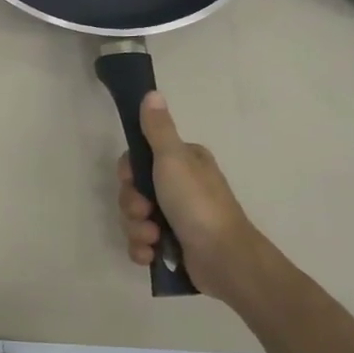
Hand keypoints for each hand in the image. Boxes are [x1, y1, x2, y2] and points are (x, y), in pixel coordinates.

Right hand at [117, 91, 265, 302]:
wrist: (225, 259)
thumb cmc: (198, 204)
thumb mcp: (173, 159)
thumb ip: (158, 129)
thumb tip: (151, 93)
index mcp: (183, 163)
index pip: (138, 160)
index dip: (128, 173)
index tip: (131, 180)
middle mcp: (179, 187)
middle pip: (133, 191)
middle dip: (132, 206)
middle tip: (145, 212)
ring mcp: (176, 217)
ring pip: (134, 218)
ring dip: (136, 229)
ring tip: (153, 238)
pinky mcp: (172, 245)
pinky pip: (141, 243)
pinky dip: (142, 249)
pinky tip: (151, 254)